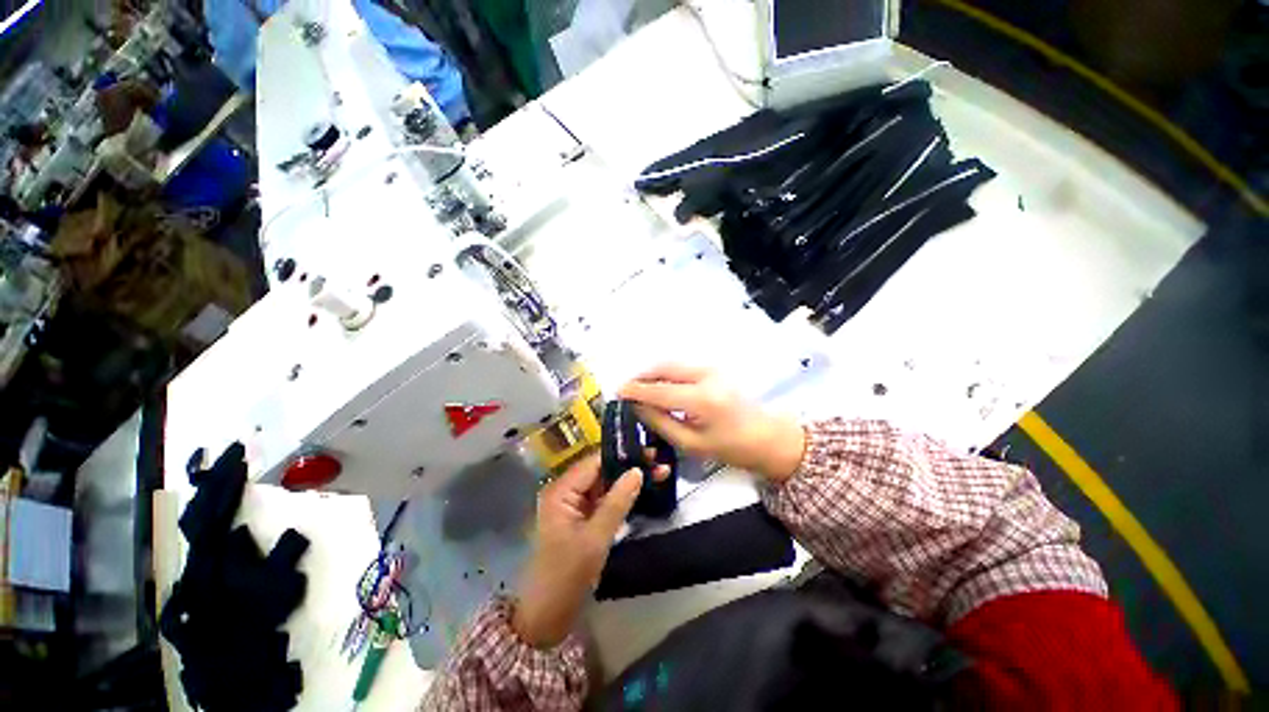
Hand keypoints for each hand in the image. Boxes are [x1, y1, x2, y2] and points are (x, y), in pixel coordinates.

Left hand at [512, 454, 656, 647]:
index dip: (622, 455)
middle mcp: (567, 491)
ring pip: (606, 484)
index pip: (595, 462)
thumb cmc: (566, 577)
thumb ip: (617, 502)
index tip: (650, 452)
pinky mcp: (583, 519)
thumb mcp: (595, 539)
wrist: (547, 617)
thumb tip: (638, 470)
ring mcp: (575, 505)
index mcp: (561, 490)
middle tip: (660, 461)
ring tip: (659, 472)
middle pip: (601, 471)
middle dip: (630, 466)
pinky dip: (624, 496)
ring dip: (630, 480)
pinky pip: (605, 500)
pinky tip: (644, 490)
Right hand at [618, 364, 805, 482]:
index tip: (618, 392)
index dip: (636, 390)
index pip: (660, 391)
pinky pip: (681, 366)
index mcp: (703, 400)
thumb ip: (660, 423)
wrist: (765, 436)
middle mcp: (707, 376)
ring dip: (653, 373)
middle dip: (642, 376)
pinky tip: (658, 385)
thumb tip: (636, 407)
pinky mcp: (714, 367)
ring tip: (638, 388)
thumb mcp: (691, 443)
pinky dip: (665, 373)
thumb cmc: (730, 447)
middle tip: (626, 389)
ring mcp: (712, 368)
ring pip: (672, 364)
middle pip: (665, 368)